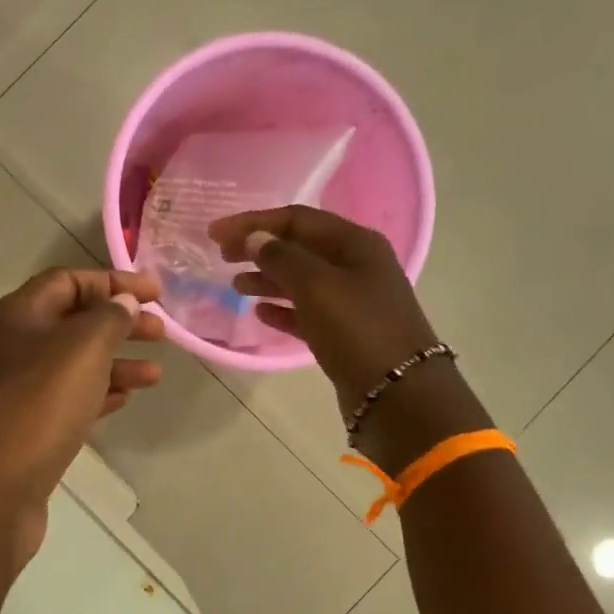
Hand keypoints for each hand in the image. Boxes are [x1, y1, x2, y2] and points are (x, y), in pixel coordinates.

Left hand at [0, 268, 164, 564]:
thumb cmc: (37, 405)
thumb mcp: (82, 349)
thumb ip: (109, 319)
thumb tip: (123, 302)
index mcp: (19, 315)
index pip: (68, 281)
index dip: (113, 282)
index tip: (156, 294)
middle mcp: (13, 346)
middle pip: (73, 322)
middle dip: (119, 323)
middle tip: (162, 332)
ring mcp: (18, 391)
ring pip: (74, 365)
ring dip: (116, 363)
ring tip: (155, 374)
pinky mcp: (27, 429)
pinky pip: (69, 400)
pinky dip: (99, 395)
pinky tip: (125, 401)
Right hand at [207, 205, 434, 414]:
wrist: (398, 394)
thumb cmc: (357, 330)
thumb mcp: (316, 286)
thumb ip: (281, 258)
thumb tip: (254, 238)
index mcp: (355, 243)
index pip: (297, 219)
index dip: (253, 223)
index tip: (215, 234)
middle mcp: (356, 266)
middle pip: (299, 247)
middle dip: (259, 249)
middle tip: (222, 257)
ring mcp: (352, 300)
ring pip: (301, 281)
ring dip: (267, 279)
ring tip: (236, 286)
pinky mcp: (344, 333)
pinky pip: (306, 313)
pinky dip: (282, 309)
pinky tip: (260, 314)